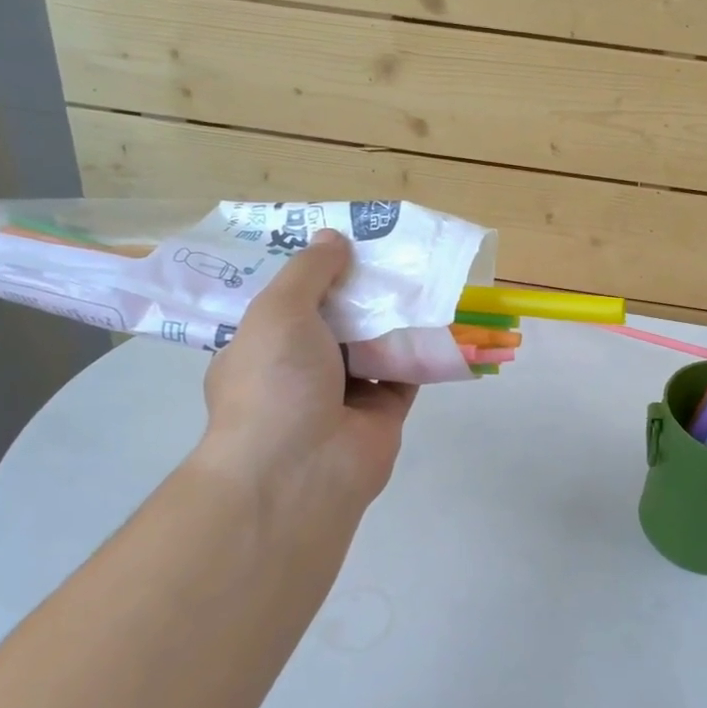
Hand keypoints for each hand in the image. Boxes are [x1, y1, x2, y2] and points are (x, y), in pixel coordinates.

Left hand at [197, 230, 416, 547]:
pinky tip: (443, 313)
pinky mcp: (383, 411)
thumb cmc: (275, 382)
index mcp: (263, 347)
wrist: (300, 470)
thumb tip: (333, 237)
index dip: (315, 271)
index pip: (290, 302)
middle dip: (362, 288)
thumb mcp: (278, 311)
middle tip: (392, 249)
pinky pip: (407, 371)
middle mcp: (302, 369)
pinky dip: (424, 347)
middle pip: (337, 319)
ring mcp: (343, 393)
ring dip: (396, 314)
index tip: (343, 242)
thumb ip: (309, 271)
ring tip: (423, 270)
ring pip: (375, 343)